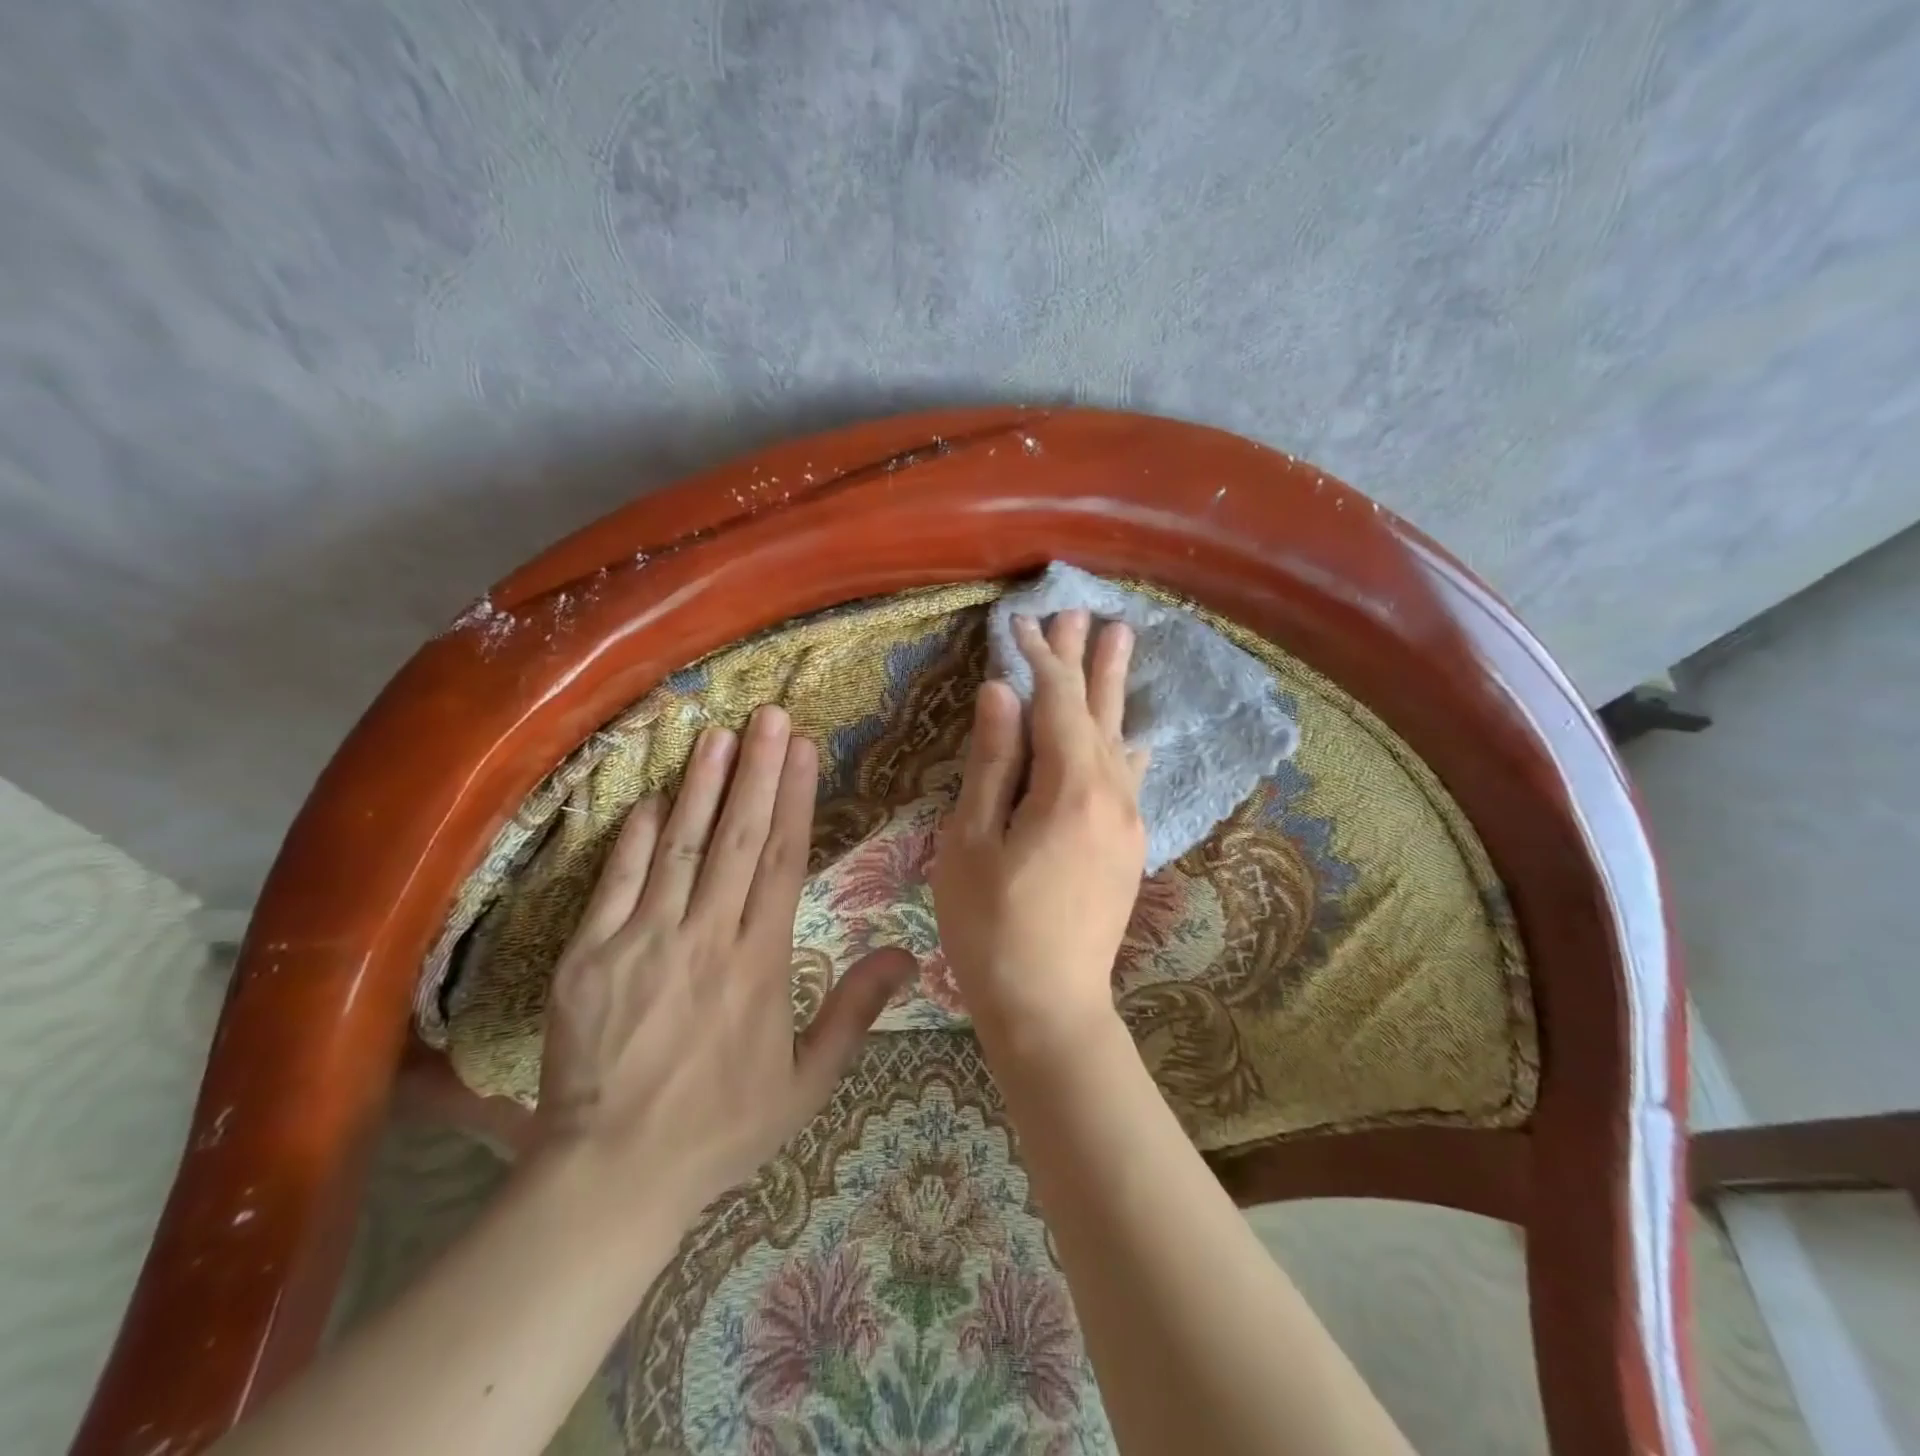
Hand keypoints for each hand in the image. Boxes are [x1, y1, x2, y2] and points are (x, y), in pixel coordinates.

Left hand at [532, 706, 915, 1221]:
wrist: (613, 1174)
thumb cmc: (720, 1127)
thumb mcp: (806, 1084)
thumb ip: (854, 1012)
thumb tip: (906, 955)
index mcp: (760, 962)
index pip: (782, 860)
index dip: (793, 798)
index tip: (802, 750)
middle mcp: (706, 937)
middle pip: (736, 837)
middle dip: (754, 770)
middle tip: (767, 716)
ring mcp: (644, 940)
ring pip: (680, 846)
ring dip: (700, 786)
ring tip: (718, 735)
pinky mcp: (590, 955)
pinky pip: (617, 882)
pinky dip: (635, 837)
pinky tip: (652, 798)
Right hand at [930, 610, 1148, 1054]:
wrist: (1050, 1007)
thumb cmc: (991, 926)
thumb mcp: (971, 841)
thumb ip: (992, 763)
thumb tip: (1002, 693)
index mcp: (1070, 789)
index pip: (1056, 702)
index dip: (1039, 659)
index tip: (1021, 623)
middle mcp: (1112, 795)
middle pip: (1098, 711)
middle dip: (1086, 660)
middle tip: (1086, 614)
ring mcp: (1128, 822)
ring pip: (1120, 738)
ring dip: (1112, 690)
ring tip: (1121, 642)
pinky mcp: (1129, 846)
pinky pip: (1130, 776)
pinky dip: (1125, 743)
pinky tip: (1135, 735)